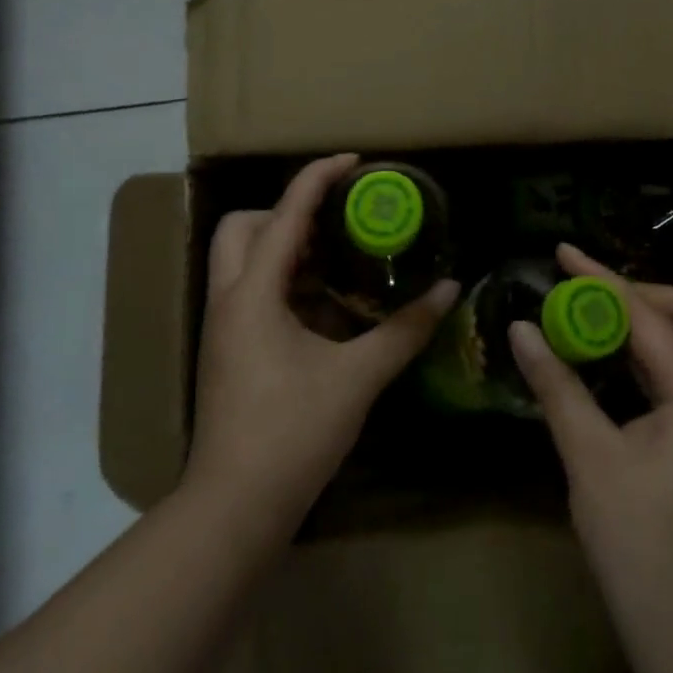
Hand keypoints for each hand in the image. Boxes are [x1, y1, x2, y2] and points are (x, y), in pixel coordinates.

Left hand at [185, 154, 458, 530]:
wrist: (233, 510)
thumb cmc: (291, 433)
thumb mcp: (357, 377)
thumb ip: (404, 330)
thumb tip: (448, 291)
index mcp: (253, 293)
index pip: (285, 213)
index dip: (318, 178)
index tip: (354, 162)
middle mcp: (230, 299)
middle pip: (244, 225)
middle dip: (288, 212)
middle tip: (337, 222)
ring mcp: (224, 326)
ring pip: (243, 259)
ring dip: (287, 247)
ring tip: (340, 255)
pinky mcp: (229, 350)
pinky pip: (252, 291)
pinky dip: (286, 281)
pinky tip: (327, 305)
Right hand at [509, 244, 672, 641]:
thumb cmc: (640, 543)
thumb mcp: (589, 458)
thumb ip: (557, 386)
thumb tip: (522, 328)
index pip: (647, 315)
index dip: (601, 279)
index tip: (562, 254)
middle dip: (644, 292)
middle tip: (593, 292)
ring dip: (646, 322)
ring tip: (594, 315)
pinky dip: (646, 356)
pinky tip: (610, 364)